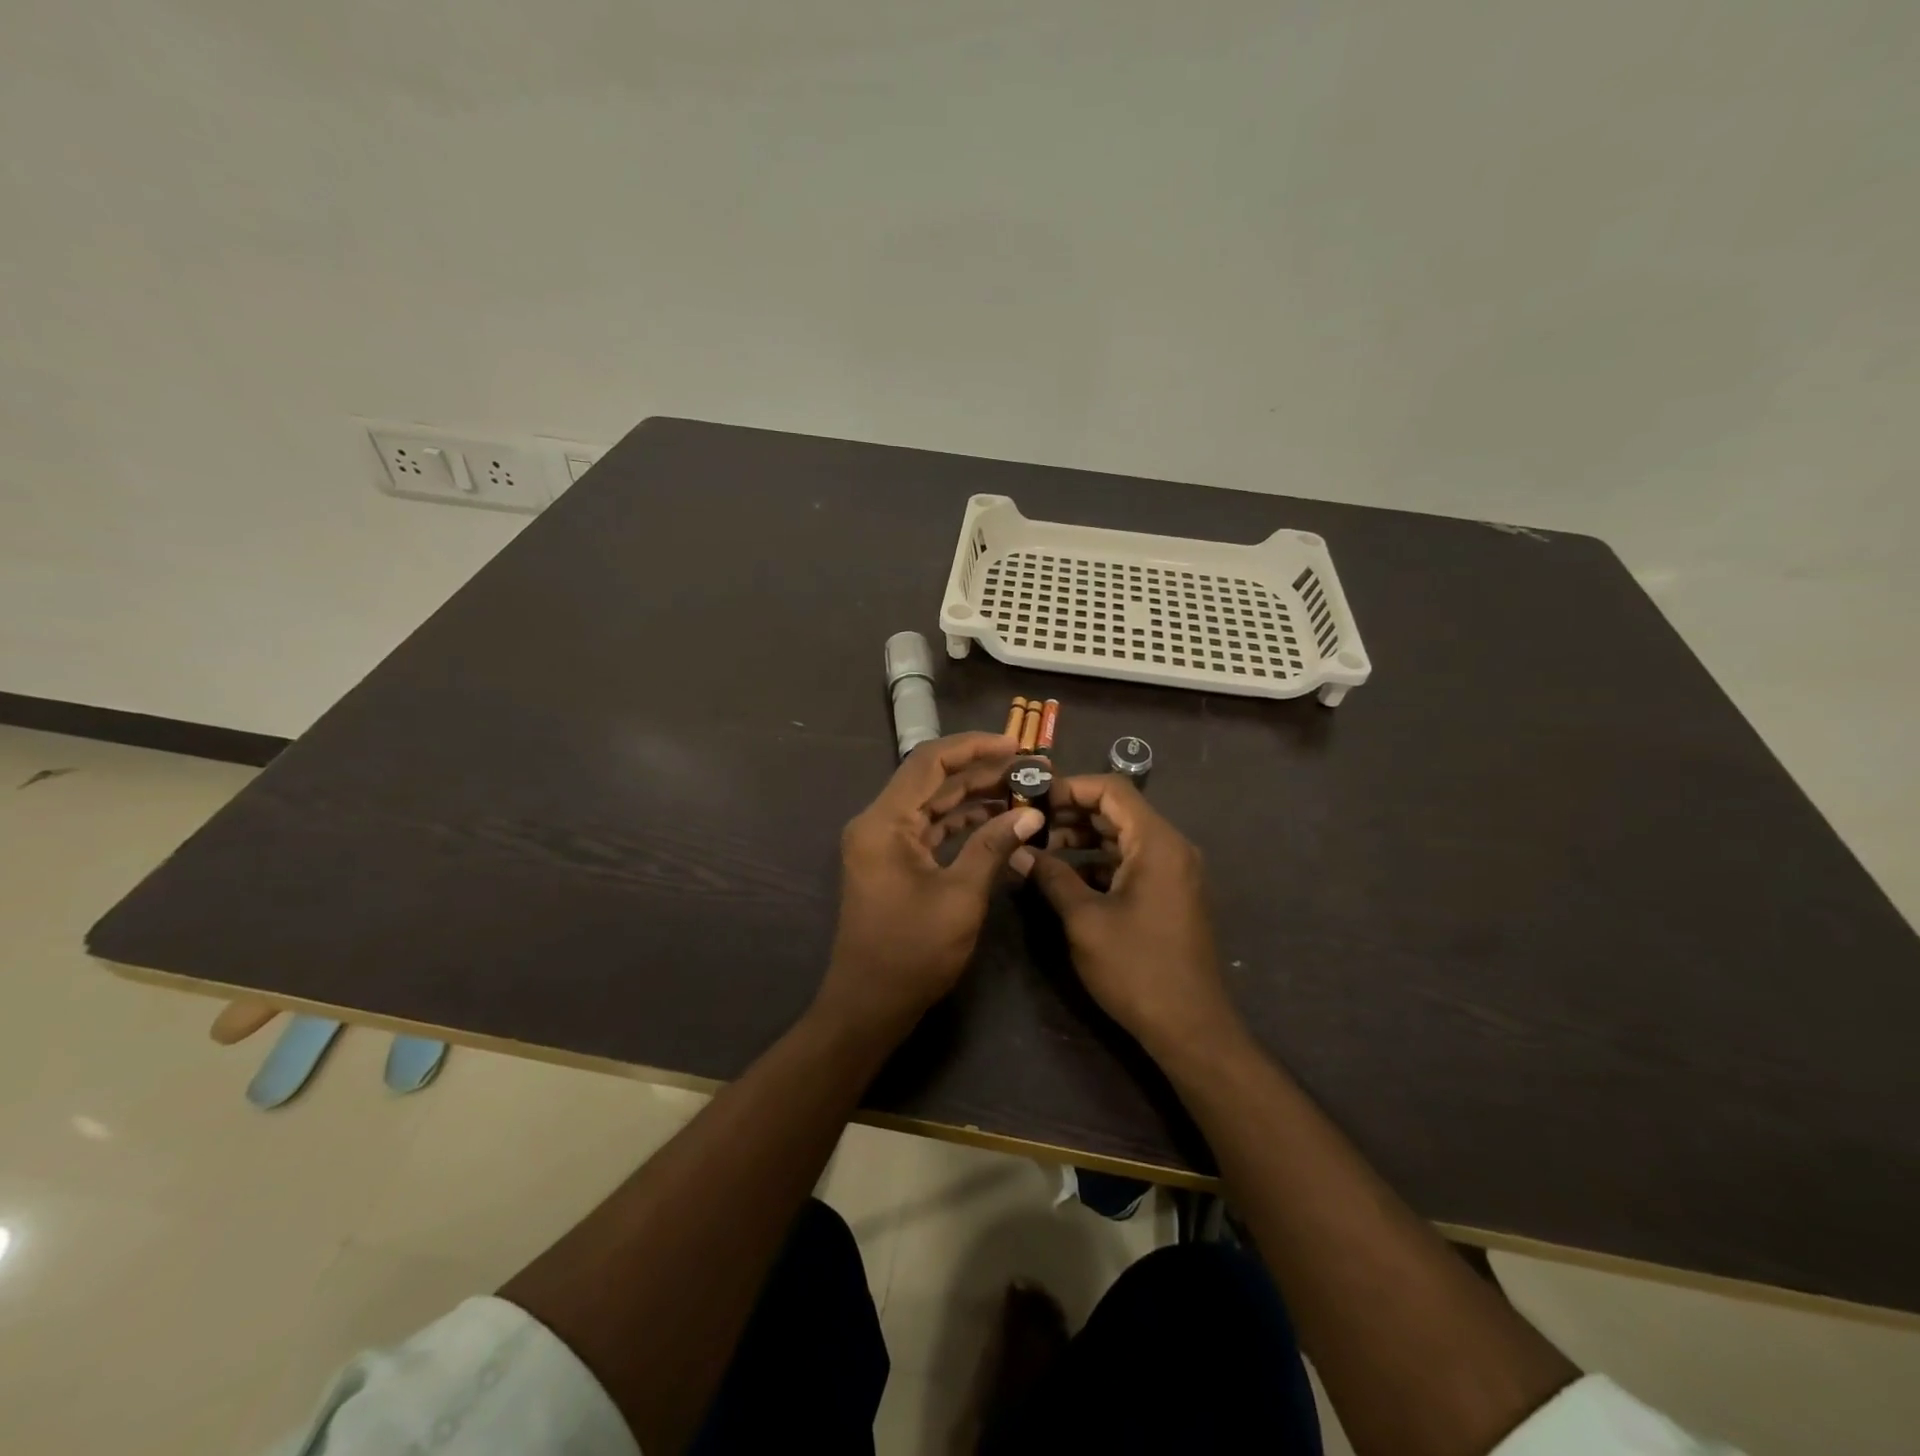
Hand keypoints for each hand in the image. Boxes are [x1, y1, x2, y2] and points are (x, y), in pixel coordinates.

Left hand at [817, 732, 1044, 1039]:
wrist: (869, 1005)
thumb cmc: (912, 953)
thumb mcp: (960, 897)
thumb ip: (993, 847)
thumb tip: (1030, 815)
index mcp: (884, 822)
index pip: (929, 762)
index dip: (974, 747)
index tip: (1016, 745)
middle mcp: (878, 822)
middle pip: (932, 779)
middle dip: (982, 771)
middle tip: (1031, 770)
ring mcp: (883, 842)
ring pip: (933, 803)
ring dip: (974, 795)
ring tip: (1023, 791)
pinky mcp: (892, 861)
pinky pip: (929, 827)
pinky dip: (961, 821)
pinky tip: (998, 820)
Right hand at [1028, 776, 1239, 1057]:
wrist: (1190, 1027)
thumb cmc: (1136, 967)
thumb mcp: (1084, 919)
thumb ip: (1051, 877)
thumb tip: (1018, 851)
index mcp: (1157, 842)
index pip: (1112, 789)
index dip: (1070, 787)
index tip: (1032, 798)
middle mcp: (1171, 847)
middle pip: (1118, 810)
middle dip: (1071, 812)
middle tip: (1029, 822)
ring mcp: (1174, 872)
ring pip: (1123, 837)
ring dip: (1083, 837)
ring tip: (1040, 848)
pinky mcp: (1170, 894)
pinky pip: (1132, 861)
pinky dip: (1099, 862)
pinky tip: (1066, 877)